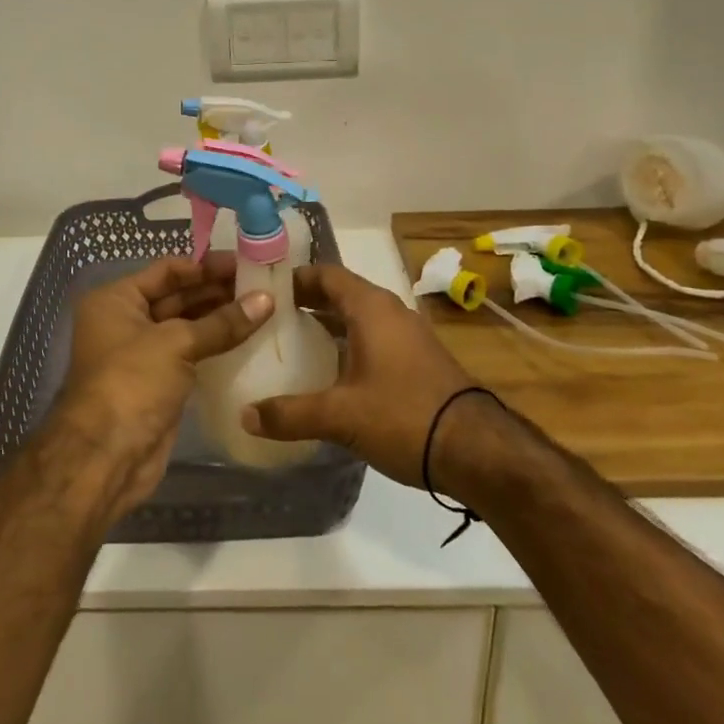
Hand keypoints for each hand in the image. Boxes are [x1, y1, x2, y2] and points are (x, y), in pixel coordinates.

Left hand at [48, 254, 272, 522]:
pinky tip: (249, 338)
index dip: (205, 266)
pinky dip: (216, 346)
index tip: (244, 263)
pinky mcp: (160, 383)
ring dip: (220, 318)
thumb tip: (267, 299)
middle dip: (216, 291)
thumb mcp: (176, 343)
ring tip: (263, 308)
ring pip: (187, 327)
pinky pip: (192, 355)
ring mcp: (142, 354)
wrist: (107, 457)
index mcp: (117, 300)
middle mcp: (126, 321)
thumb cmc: (132, 382)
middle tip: (262, 285)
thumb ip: (222, 322)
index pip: (167, 270)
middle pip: (178, 296)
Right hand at [240, 263, 475, 489]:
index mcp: (370, 308)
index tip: (264, 290)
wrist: (478, 449)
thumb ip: (290, 414)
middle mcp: (390, 312)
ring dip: (328, 326)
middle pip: (341, 294)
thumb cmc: (404, 415)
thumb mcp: (340, 416)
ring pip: (359, 318)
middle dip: (307, 303)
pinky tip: (331, 374)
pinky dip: (349, 345)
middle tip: (270, 320)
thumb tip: (245, 416)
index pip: (326, 274)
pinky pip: (374, 339)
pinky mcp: (419, 360)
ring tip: (292, 346)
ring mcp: (408, 336)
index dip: (295, 278)